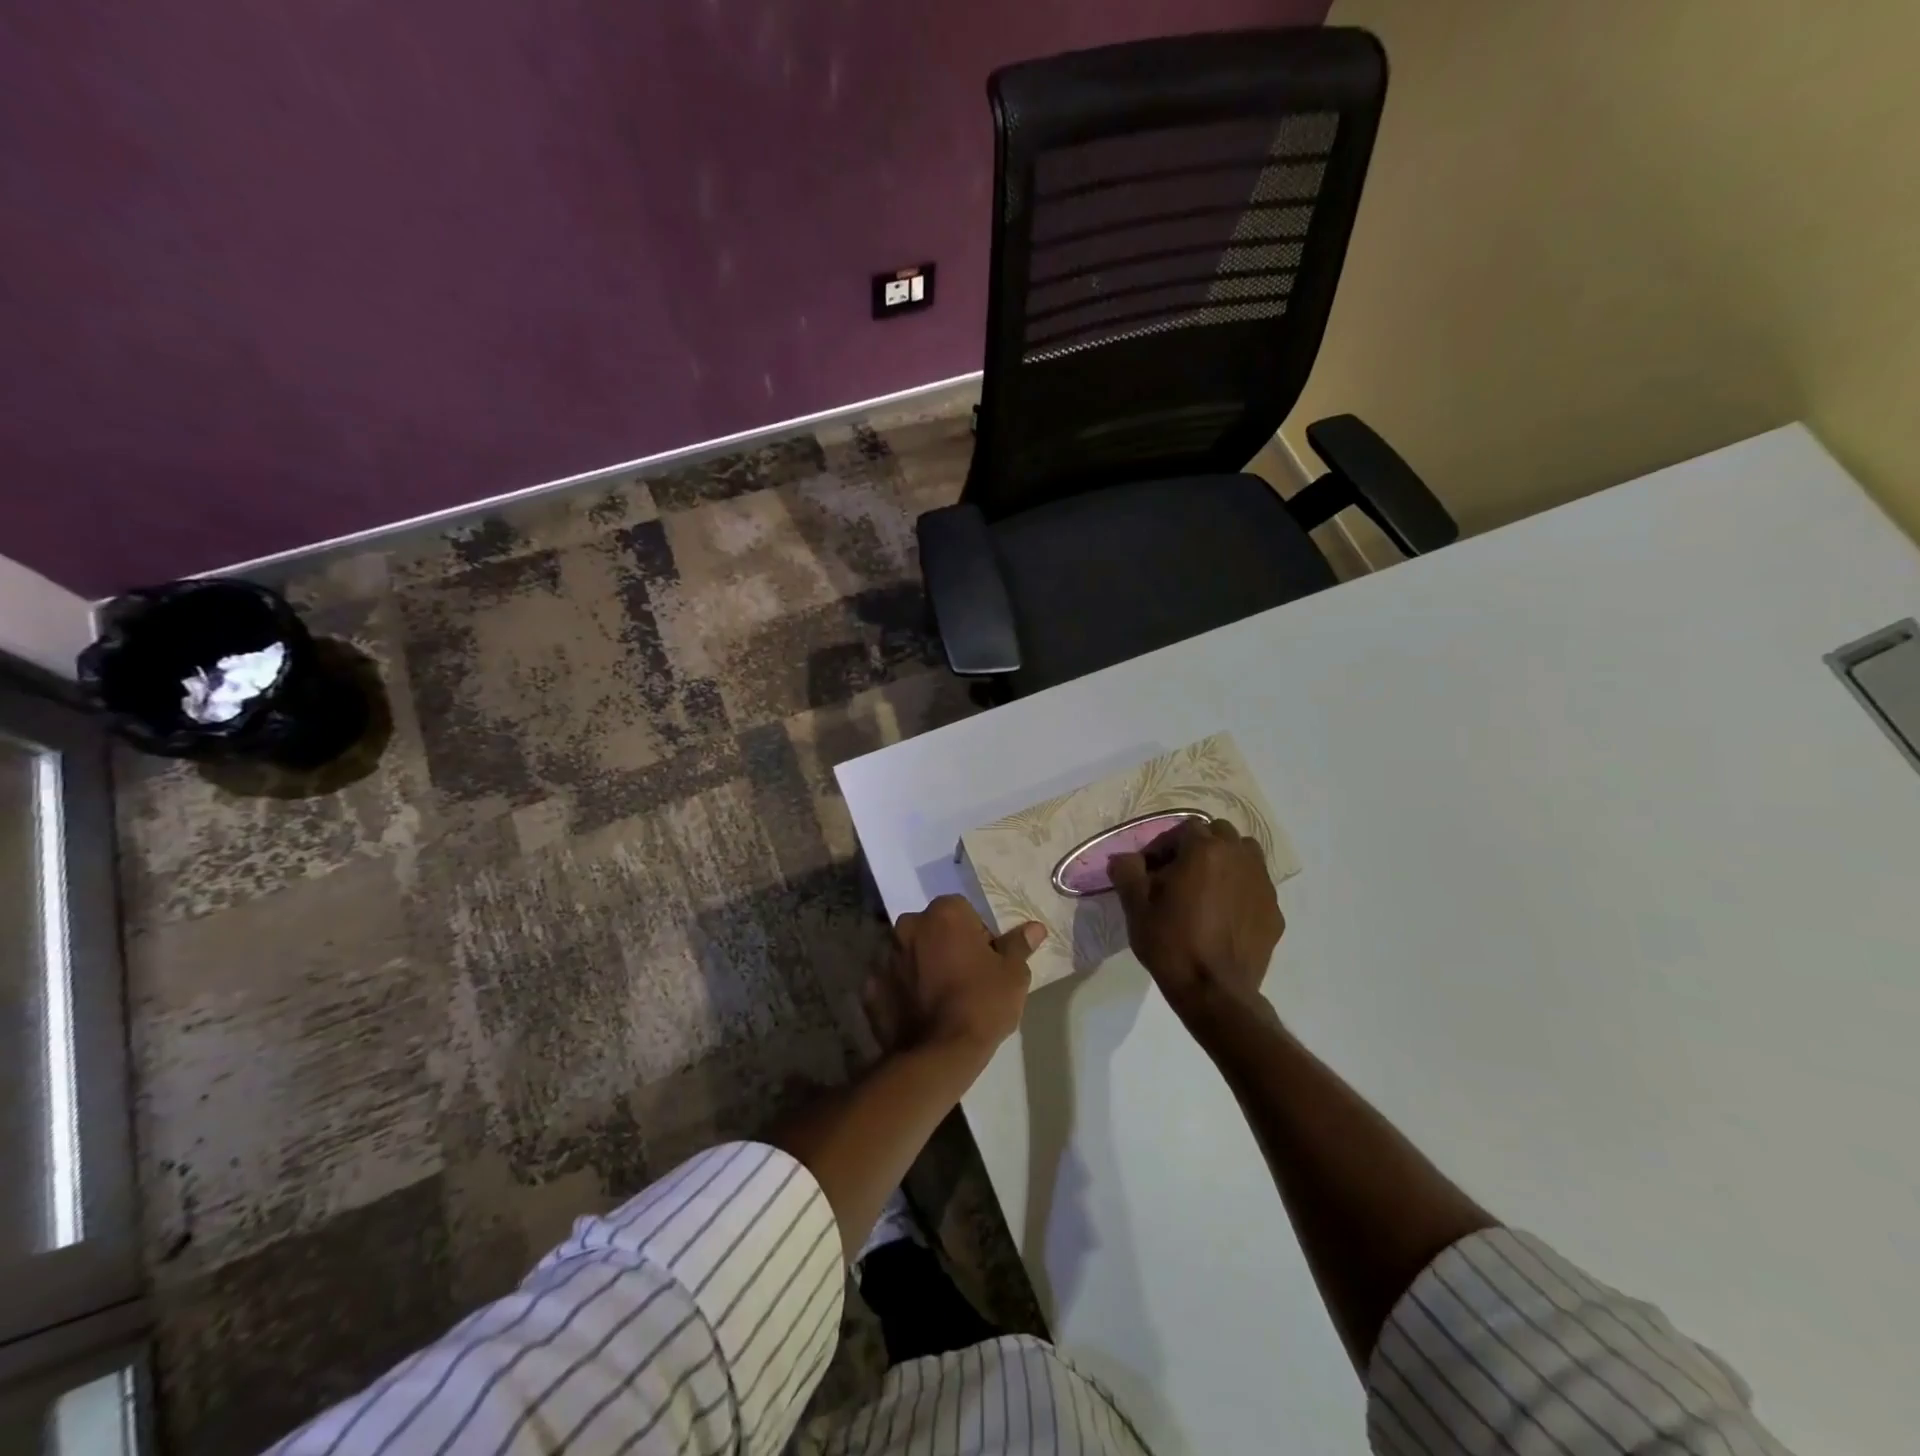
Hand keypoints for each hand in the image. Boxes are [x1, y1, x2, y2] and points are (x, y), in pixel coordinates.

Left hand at [863, 895, 1046, 1060]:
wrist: (939, 1055)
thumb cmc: (982, 1004)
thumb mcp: (1013, 974)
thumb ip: (1018, 945)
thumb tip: (1035, 928)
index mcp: (944, 913)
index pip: (963, 912)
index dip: (978, 935)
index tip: (987, 961)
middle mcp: (909, 926)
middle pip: (933, 929)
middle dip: (946, 946)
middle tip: (966, 979)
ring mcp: (886, 956)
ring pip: (911, 953)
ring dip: (924, 966)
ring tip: (942, 999)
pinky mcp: (871, 987)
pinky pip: (893, 981)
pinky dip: (903, 991)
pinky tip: (919, 1012)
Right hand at [1109, 818, 1283, 1027]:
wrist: (1215, 992)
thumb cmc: (1171, 943)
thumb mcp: (1136, 906)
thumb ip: (1127, 871)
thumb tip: (1124, 858)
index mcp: (1204, 850)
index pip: (1183, 828)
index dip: (1164, 845)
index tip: (1151, 870)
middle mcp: (1238, 857)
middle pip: (1219, 833)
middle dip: (1198, 847)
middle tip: (1179, 875)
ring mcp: (1262, 883)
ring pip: (1244, 854)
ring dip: (1225, 861)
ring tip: (1207, 889)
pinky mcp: (1274, 909)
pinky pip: (1256, 885)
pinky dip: (1241, 889)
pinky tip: (1225, 915)